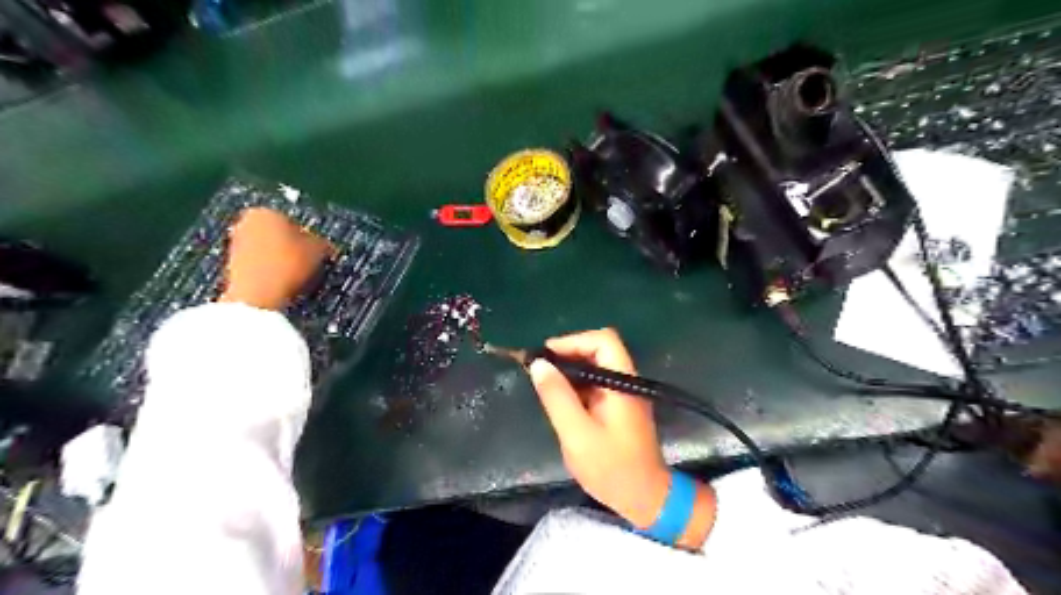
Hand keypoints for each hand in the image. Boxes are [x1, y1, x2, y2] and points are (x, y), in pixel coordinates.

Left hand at [215, 210, 329, 311]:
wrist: (256, 296)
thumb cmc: (288, 265)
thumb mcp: (318, 251)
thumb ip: (322, 243)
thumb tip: (324, 245)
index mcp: (267, 211)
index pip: (295, 221)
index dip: (310, 239)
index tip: (318, 252)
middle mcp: (246, 221)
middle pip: (278, 234)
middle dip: (292, 247)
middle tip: (309, 263)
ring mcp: (235, 243)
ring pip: (268, 249)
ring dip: (282, 260)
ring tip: (297, 276)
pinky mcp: (231, 264)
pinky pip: (259, 264)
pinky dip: (271, 270)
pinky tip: (282, 282)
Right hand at [528, 329, 715, 547]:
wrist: (645, 499)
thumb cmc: (611, 468)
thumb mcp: (577, 434)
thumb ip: (557, 397)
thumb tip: (538, 364)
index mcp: (622, 382)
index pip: (603, 340)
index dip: (573, 341)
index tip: (545, 356)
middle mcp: (626, 381)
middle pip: (598, 350)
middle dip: (567, 354)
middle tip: (539, 370)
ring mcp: (623, 393)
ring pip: (595, 366)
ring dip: (569, 370)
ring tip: (543, 383)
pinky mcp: (618, 406)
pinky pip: (595, 384)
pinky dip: (575, 385)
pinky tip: (559, 399)